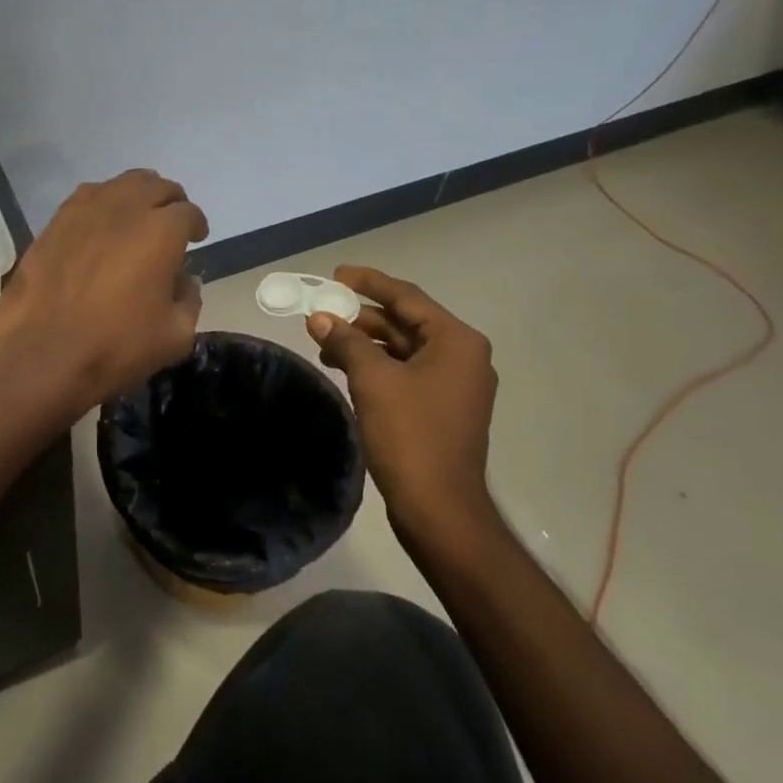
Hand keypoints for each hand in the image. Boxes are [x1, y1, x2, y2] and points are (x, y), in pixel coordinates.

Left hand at [0, 171, 207, 410]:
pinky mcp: (53, 224)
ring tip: (136, 218)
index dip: (197, 224)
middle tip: (170, 222)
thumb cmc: (115, 348)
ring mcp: (83, 212)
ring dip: (135, 196)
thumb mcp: (174, 337)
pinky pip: (86, 199)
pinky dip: (102, 205)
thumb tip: (184, 281)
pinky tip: (100, 227)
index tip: (197, 238)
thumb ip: (189, 301)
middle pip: (155, 186)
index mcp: (161, 232)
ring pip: (118, 185)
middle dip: (169, 200)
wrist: (40, 357)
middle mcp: (124, 209)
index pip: (188, 213)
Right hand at [306, 266, 502, 554]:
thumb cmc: (410, 435)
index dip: (368, 283)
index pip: (407, 297)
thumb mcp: (373, 380)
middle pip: (406, 323)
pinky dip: (377, 367)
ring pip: (404, 350)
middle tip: (322, 313)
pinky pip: (407, 373)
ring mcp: (455, 385)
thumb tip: (319, 318)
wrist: (439, 507)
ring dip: (366, 344)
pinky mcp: (443, 409)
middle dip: (362, 317)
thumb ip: (346, 342)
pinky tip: (346, 370)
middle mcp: (463, 356)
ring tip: (325, 344)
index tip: (335, 275)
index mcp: (456, 341)